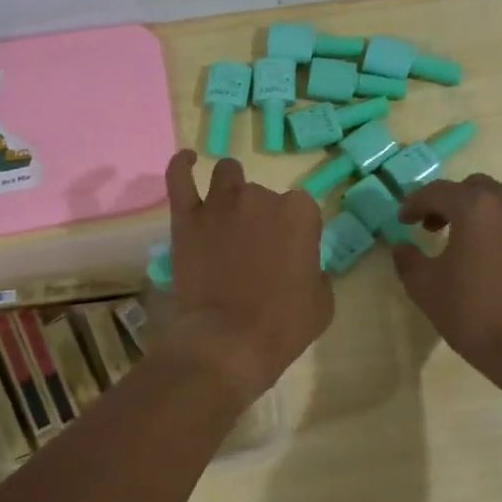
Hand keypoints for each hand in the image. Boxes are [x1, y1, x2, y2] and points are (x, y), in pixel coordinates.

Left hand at [161, 150, 332, 401]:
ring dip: (231, 189)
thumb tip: (304, 266)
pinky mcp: (187, 218)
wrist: (229, 341)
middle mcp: (260, 197)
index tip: (290, 253)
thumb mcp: (322, 301)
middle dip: (262, 216)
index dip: (295, 231)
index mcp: (299, 212)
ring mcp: (220, 203)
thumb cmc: (283, 324)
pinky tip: (188, 160)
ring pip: (227, 175)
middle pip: (263, 194)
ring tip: (228, 211)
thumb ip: (316, 271)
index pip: (301, 208)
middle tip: (256, 249)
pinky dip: (183, 164)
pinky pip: (179, 177)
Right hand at [392, 175, 501, 384]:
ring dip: (481, 216)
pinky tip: (497, 262)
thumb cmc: (471, 314)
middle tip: (434, 227)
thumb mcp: (424, 287)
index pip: (438, 191)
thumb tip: (403, 247)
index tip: (403, 220)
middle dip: (451, 202)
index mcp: (476, 208)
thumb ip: (408, 259)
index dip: (415, 203)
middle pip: (475, 189)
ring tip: (467, 244)